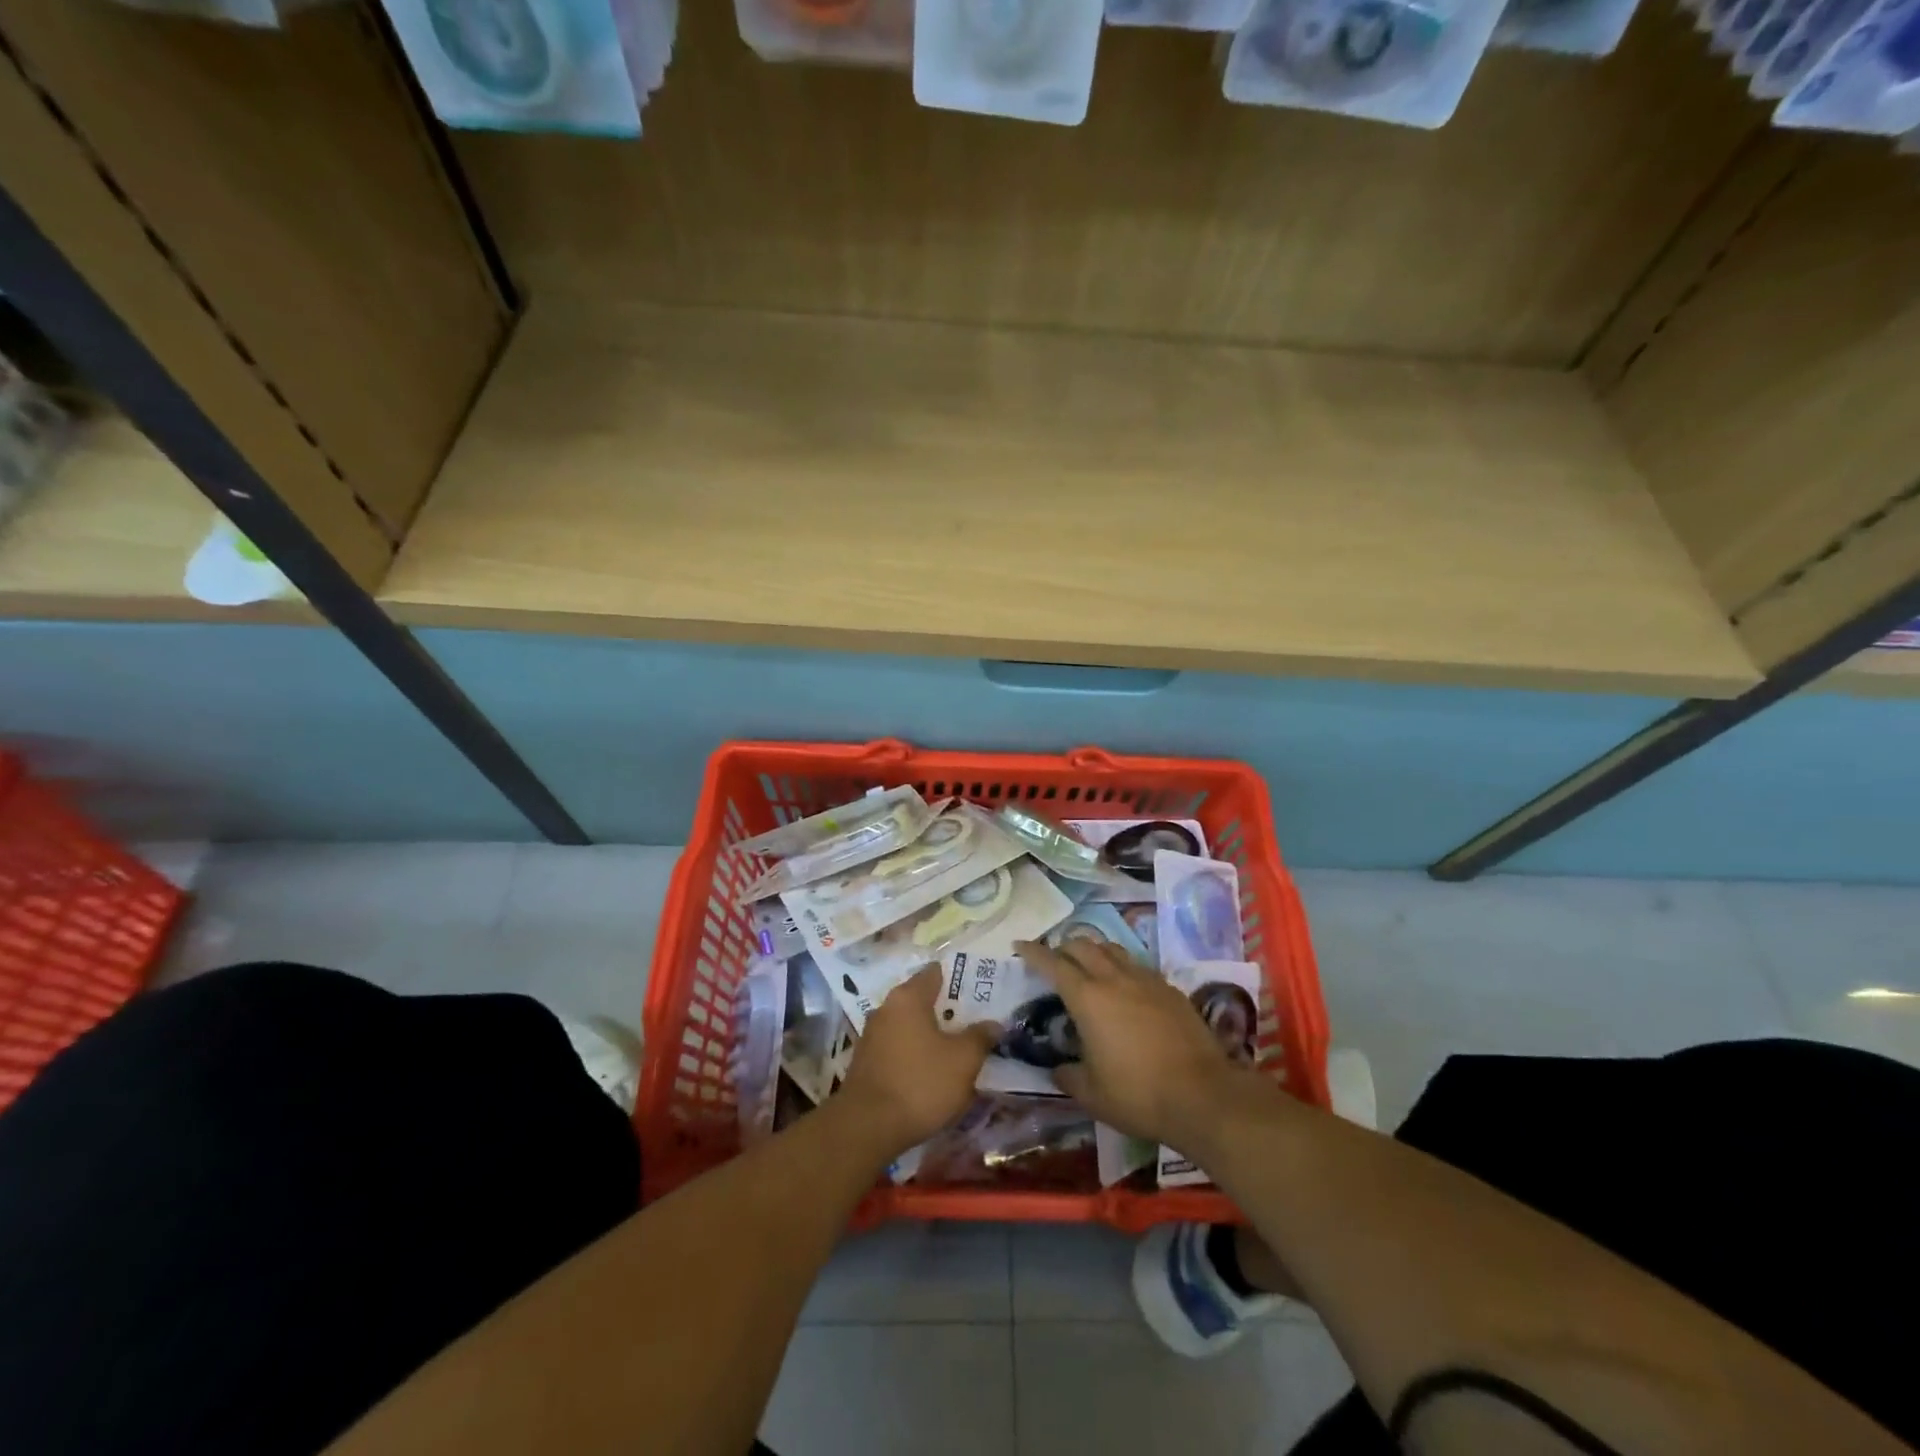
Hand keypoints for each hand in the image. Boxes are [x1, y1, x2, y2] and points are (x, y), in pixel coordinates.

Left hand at [836, 966, 998, 1158]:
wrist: (867, 1127)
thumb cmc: (920, 1083)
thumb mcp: (963, 1061)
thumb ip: (980, 1037)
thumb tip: (993, 1024)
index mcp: (908, 997)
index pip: (936, 973)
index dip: (959, 979)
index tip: (980, 991)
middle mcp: (886, 1008)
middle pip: (922, 1000)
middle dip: (947, 1010)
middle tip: (974, 1022)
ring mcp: (872, 1036)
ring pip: (909, 1026)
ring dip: (930, 1035)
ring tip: (956, 1049)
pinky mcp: (866, 1062)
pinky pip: (898, 1048)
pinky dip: (915, 1054)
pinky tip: (930, 1072)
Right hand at [1014, 939, 1277, 1150]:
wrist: (1202, 1095)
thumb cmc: (1137, 1094)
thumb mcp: (1091, 1094)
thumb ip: (1068, 1076)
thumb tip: (1058, 1068)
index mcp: (1087, 998)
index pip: (1053, 963)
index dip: (1033, 952)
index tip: (1020, 945)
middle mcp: (1114, 979)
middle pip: (1083, 945)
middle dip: (1064, 946)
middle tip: (1055, 958)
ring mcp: (1146, 980)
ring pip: (1113, 949)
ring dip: (1095, 951)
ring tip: (1089, 965)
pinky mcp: (1170, 990)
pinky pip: (1139, 966)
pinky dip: (1123, 968)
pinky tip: (1126, 988)